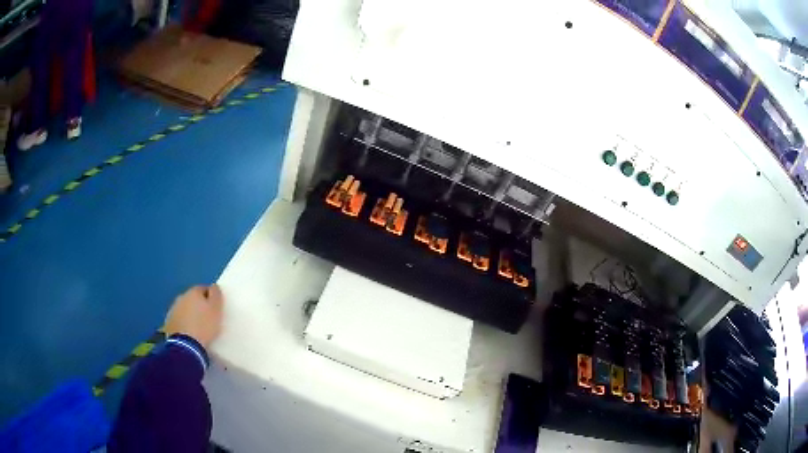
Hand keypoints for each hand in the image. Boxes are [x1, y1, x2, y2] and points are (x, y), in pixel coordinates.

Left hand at [164, 285, 223, 347]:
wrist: (186, 345)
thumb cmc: (204, 326)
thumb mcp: (216, 310)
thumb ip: (216, 295)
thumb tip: (213, 286)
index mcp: (193, 292)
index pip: (203, 288)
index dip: (210, 297)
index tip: (215, 308)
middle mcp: (181, 297)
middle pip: (192, 298)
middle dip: (198, 305)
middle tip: (207, 318)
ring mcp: (173, 310)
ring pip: (184, 309)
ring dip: (190, 314)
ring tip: (197, 327)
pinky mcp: (169, 323)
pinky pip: (179, 320)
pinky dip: (183, 323)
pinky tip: (188, 333)